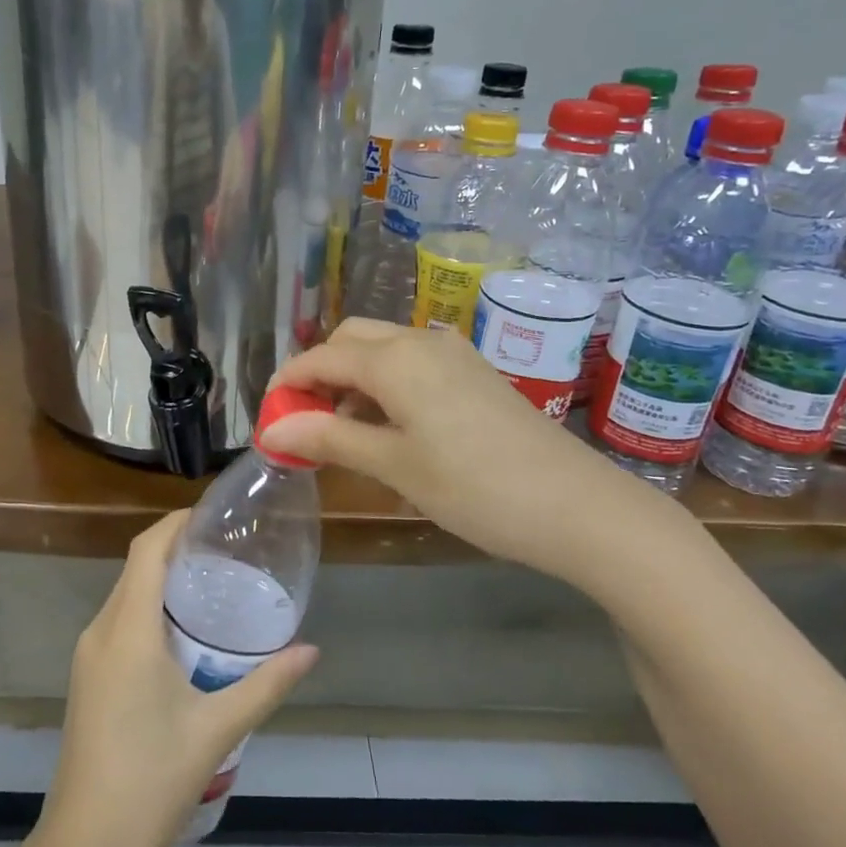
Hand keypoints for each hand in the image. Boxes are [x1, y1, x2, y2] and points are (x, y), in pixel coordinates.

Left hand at [38, 511, 318, 846]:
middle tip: (226, 548)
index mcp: (128, 631)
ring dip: (162, 578)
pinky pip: (120, 620)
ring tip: (212, 581)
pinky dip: (150, 606)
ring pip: (126, 594)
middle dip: (175, 546)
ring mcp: (89, 655)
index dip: (175, 523)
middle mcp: (101, 631)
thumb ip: (266, 684)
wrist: (85, 846)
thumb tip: (311, 650)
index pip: (146, 551)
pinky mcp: (88, 676)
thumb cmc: (151, 780)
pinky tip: (184, 630)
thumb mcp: (217, 729)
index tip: (212, 514)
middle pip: (136, 567)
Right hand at [259, 319, 691, 583]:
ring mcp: (454, 354)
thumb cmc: (474, 488)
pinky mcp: (476, 373)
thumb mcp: (394, 466)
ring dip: (353, 378)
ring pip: (384, 349)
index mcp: (396, 359)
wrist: (577, 506)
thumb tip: (274, 427)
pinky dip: (386, 383)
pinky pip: (414, 363)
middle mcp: (422, 341)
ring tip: (343, 431)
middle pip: (351, 340)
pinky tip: (391, 426)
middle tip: (305, 421)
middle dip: (320, 372)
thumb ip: (330, 437)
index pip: (322, 357)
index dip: (288, 383)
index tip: (268, 417)